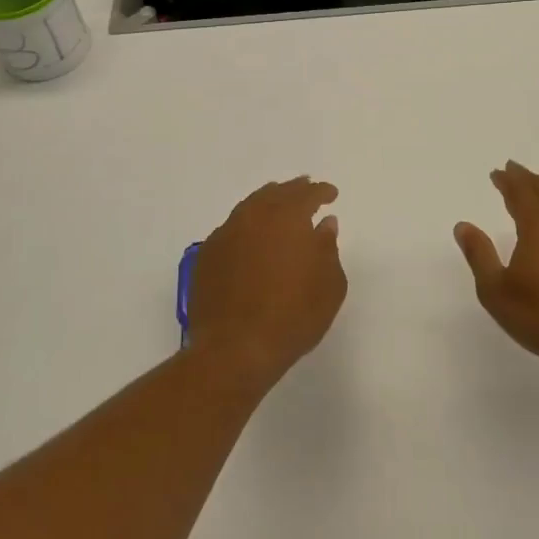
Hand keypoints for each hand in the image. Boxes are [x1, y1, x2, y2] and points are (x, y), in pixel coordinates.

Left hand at [187, 177, 345, 389]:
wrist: (235, 349)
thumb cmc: (293, 316)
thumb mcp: (329, 285)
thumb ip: (328, 248)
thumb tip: (324, 224)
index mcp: (287, 218)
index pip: (308, 194)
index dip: (321, 192)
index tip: (331, 195)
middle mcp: (254, 216)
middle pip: (276, 194)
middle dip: (294, 190)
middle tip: (305, 189)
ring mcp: (226, 234)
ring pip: (250, 207)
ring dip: (267, 203)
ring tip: (277, 207)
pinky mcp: (207, 256)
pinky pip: (231, 229)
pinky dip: (246, 226)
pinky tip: (251, 237)